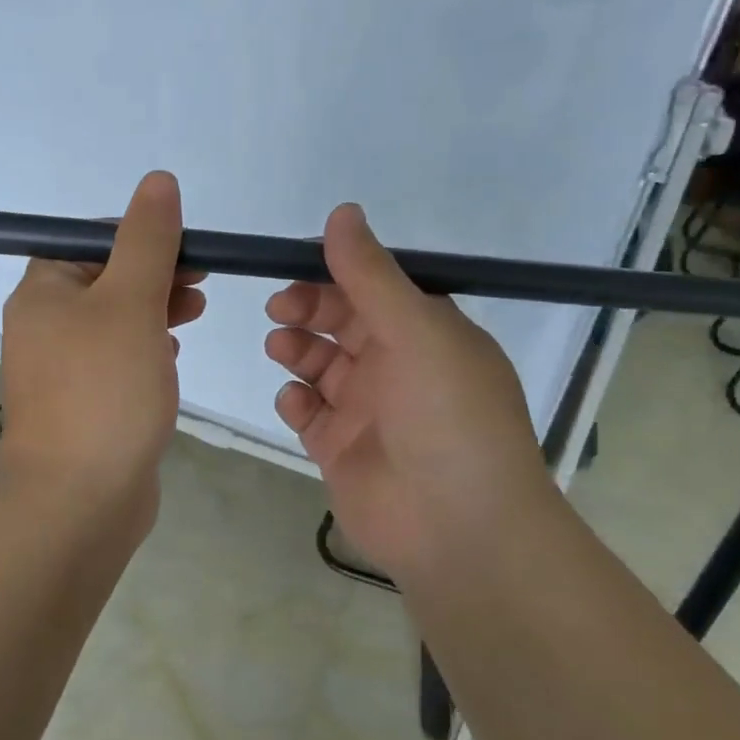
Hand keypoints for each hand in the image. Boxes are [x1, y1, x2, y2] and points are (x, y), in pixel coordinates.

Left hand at [0, 171, 205, 538]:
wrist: (79, 499)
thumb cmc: (104, 391)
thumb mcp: (131, 301)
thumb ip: (147, 240)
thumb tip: (157, 182)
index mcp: (44, 291)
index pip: (92, 239)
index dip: (142, 234)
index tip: (188, 248)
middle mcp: (46, 325)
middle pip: (106, 278)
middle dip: (156, 272)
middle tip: (201, 281)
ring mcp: (64, 369)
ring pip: (116, 320)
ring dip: (156, 309)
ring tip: (195, 313)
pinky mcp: (86, 404)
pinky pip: (118, 361)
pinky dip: (146, 349)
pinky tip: (171, 358)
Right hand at [264, 204, 562, 589]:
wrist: (458, 527)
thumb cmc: (447, 417)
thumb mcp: (418, 332)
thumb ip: (372, 275)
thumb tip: (342, 212)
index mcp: (427, 333)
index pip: (375, 288)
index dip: (336, 273)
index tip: (295, 265)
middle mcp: (399, 367)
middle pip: (342, 323)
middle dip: (309, 308)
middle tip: (281, 308)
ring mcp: (369, 411)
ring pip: (321, 365)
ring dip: (297, 349)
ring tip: (281, 346)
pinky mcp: (341, 450)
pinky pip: (310, 413)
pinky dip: (296, 401)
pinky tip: (297, 402)